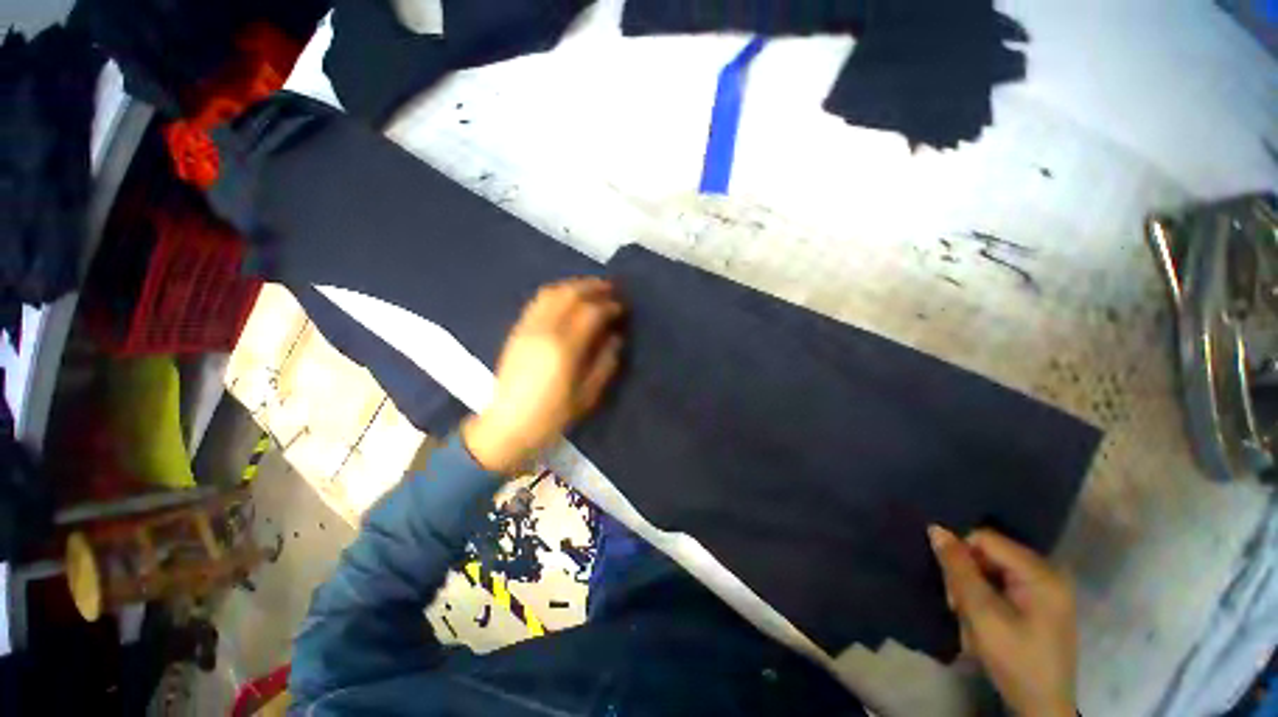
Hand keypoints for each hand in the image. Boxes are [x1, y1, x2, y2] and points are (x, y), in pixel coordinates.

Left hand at [462, 278, 623, 474]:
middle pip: (570, 294)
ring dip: (574, 285)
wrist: (507, 426)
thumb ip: (605, 362)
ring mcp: (527, 328)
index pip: (590, 312)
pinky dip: (555, 292)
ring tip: (591, 288)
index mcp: (564, 348)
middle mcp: (544, 330)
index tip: (622, 307)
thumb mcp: (587, 395)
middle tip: (611, 288)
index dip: (609, 305)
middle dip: (593, 287)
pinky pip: (537, 301)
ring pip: (551, 292)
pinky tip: (566, 297)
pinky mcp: (517, 330)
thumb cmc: (552, 416)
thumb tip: (616, 336)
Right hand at [929, 526, 1077, 716]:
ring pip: (992, 569)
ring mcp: (1046, 588)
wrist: (1042, 706)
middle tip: (956, 605)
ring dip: (973, 589)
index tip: (950, 586)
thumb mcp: (982, 614)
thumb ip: (959, 569)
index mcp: (1040, 572)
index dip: (960, 554)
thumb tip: (935, 528)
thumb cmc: (1015, 659)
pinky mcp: (1041, 602)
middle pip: (989, 554)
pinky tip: (981, 619)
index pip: (985, 539)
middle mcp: (1047, 572)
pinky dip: (986, 597)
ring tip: (968, 617)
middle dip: (967, 576)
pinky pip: (1003, 583)